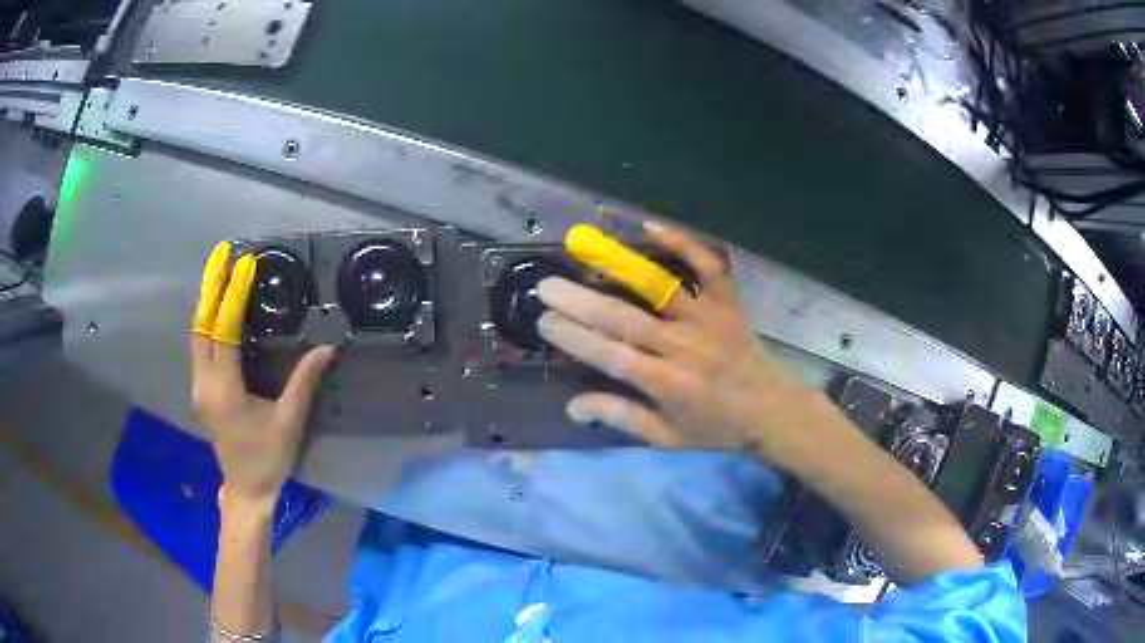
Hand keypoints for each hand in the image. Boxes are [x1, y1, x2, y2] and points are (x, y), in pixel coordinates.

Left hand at [190, 241, 334, 507]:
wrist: (246, 489)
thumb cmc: (268, 459)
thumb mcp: (289, 422)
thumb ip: (303, 382)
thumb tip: (327, 348)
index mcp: (224, 390)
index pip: (224, 332)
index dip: (233, 296)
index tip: (245, 266)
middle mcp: (204, 384)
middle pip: (202, 325)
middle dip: (211, 287)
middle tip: (222, 255)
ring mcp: (199, 387)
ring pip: (197, 334)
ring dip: (207, 301)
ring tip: (218, 271)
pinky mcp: (201, 390)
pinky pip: (200, 346)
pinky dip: (207, 320)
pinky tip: (216, 306)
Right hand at [538, 223, 823, 463]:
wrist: (773, 410)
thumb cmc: (717, 427)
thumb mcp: (668, 437)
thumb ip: (622, 417)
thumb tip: (571, 406)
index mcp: (668, 385)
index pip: (611, 357)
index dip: (574, 338)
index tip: (545, 321)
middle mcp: (684, 348)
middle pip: (625, 320)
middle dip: (580, 302)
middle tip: (547, 286)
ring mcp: (708, 319)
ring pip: (658, 287)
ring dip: (618, 267)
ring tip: (584, 249)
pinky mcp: (728, 302)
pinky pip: (707, 267)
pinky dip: (682, 244)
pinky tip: (650, 227)